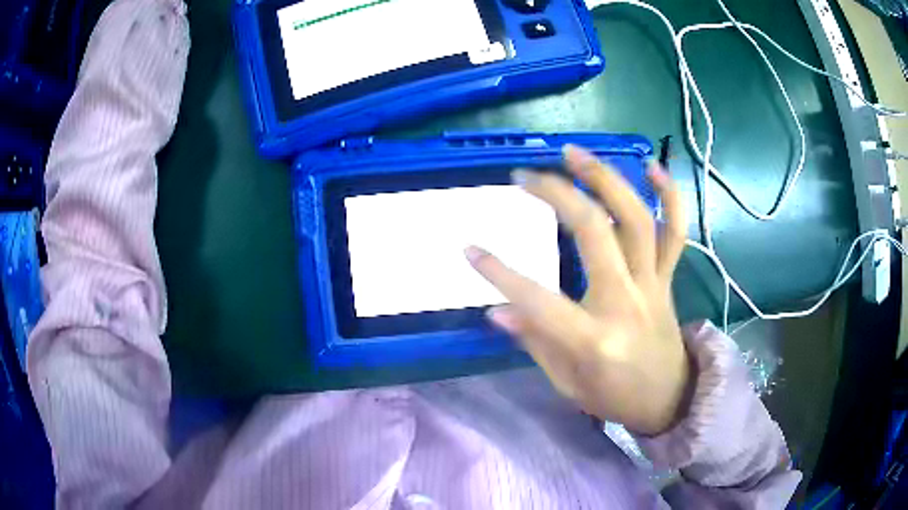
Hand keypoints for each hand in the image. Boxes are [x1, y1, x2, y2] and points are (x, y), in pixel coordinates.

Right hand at [466, 145, 689, 434]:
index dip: (500, 273)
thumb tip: (497, 311)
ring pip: (635, 220)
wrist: (669, 399)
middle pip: (593, 233)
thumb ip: (535, 343)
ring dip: (605, 179)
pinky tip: (652, 165)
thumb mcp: (567, 384)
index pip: (539, 299)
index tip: (470, 249)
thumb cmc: (614, 396)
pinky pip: (676, 231)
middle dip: (556, 195)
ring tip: (574, 153)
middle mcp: (626, 301)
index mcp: (594, 339)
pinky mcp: (667, 277)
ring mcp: (652, 284)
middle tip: (525, 175)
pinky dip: (669, 195)